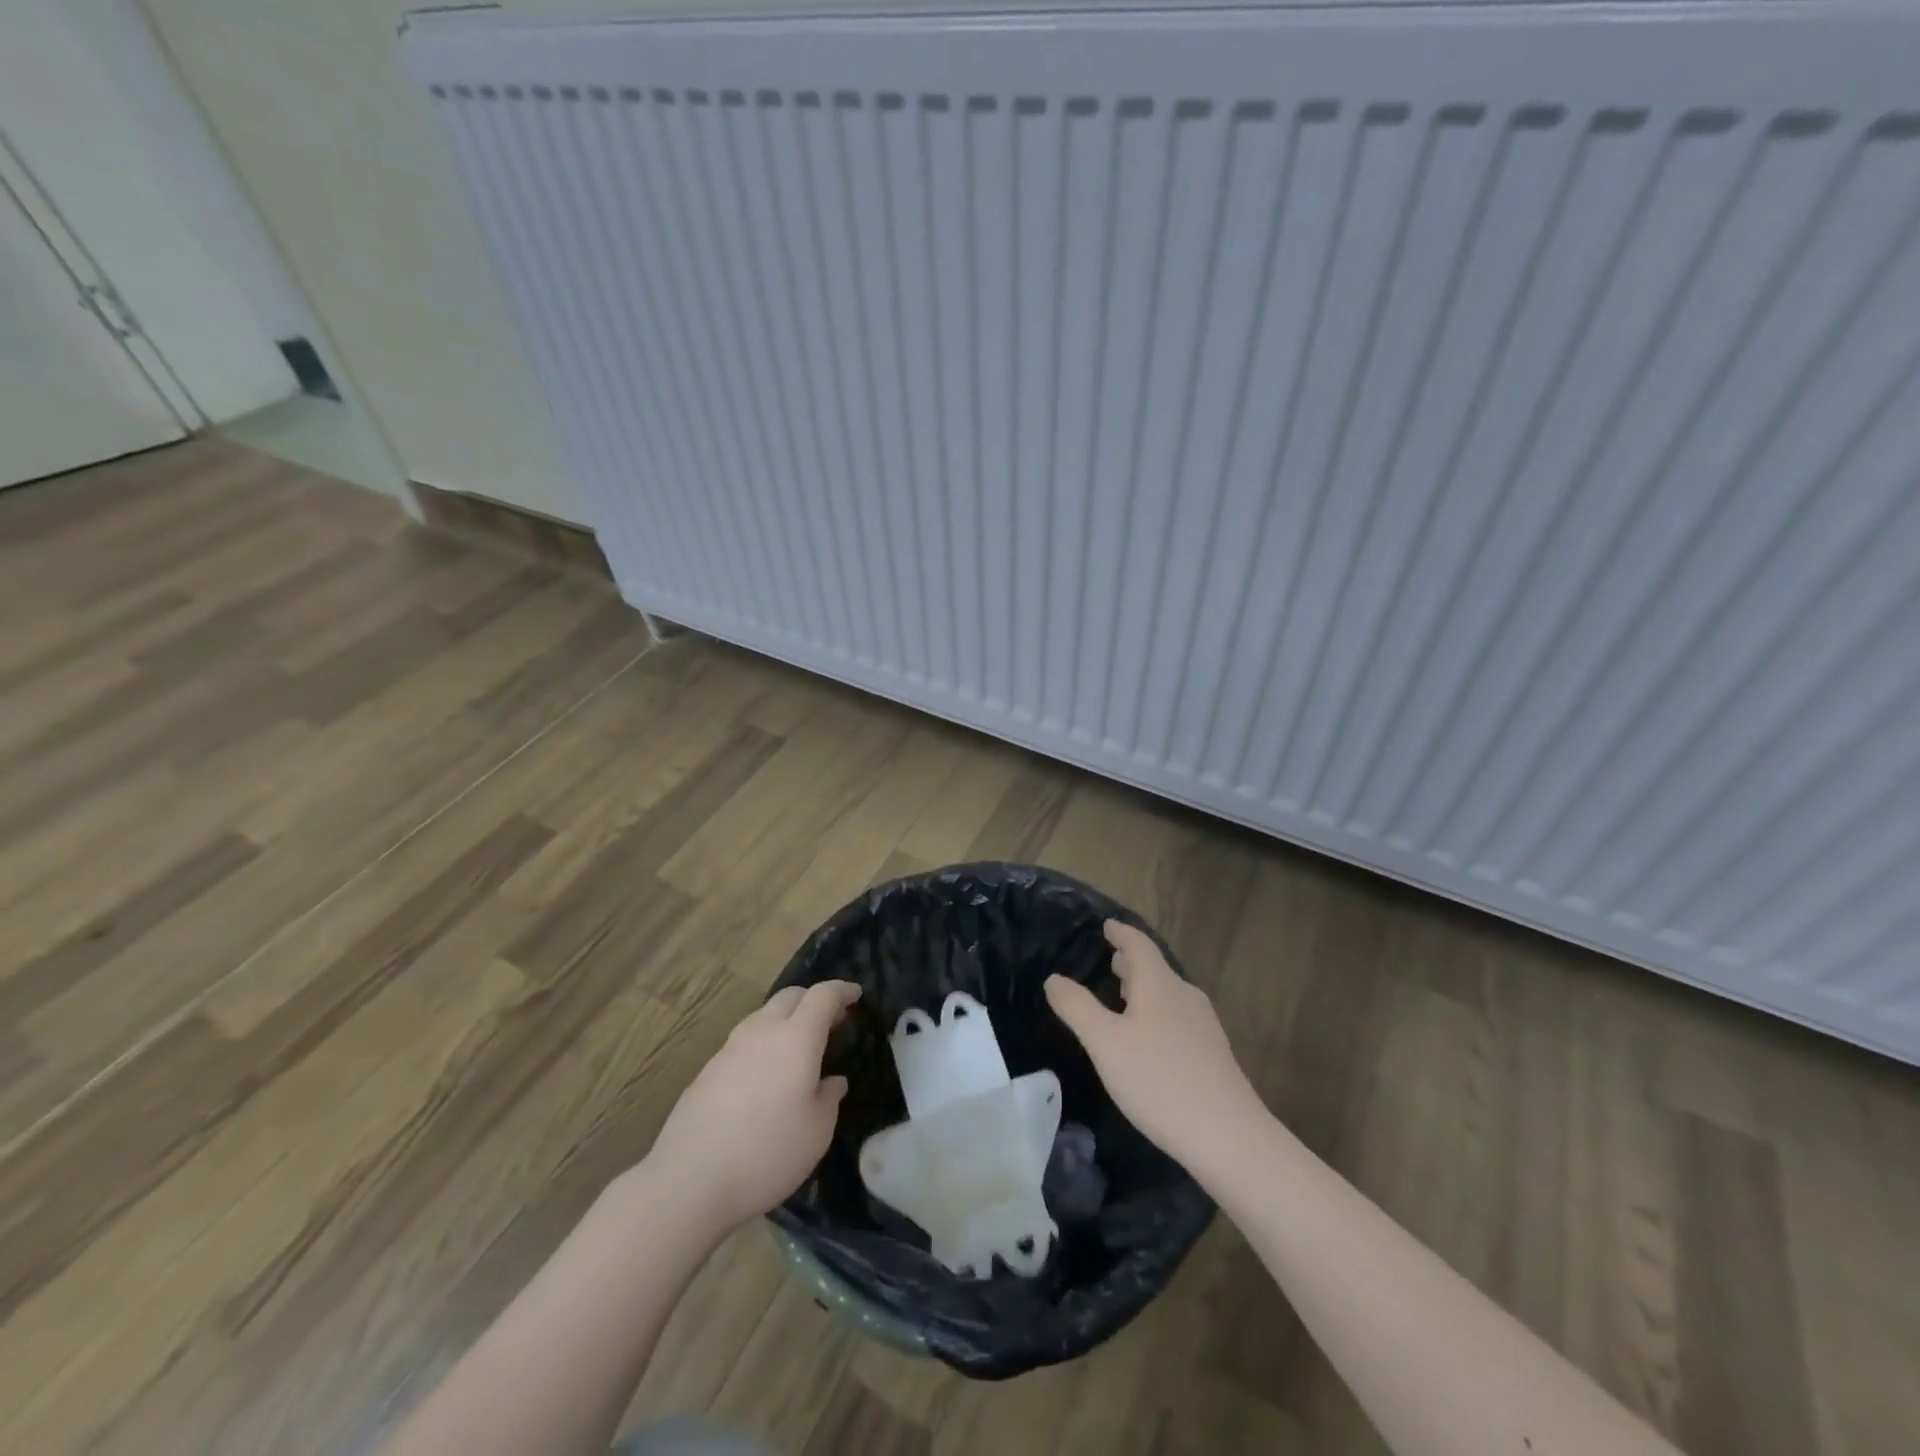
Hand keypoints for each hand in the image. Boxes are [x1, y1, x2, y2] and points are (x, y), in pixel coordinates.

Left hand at [647, 980, 859, 1227]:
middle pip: (790, 996)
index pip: (822, 996)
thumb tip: (833, 1082)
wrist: (689, 1180)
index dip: (841, 991)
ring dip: (786, 1020)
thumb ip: (829, 1099)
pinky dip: (763, 1043)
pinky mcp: (707, 1070)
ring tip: (798, 1047)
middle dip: (813, 999)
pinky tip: (765, 1075)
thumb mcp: (816, 1133)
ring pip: (763, 1016)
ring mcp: (730, 1048)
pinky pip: (744, 1041)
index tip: (855, 995)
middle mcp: (762, 1032)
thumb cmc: (767, 1153)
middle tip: (832, 1020)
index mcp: (796, 1038)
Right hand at [1046, 921, 1264, 1166]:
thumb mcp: (1105, 1043)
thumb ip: (1077, 1007)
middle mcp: (1184, 996)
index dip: (1120, 933)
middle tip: (1110, 959)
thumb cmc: (1159, 1080)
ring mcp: (1203, 1026)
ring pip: (1167, 994)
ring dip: (1144, 988)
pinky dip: (1156, 1013)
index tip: (1106, 925)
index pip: (1138, 944)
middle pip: (1155, 969)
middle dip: (1131, 962)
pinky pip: (1177, 1018)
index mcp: (1159, 984)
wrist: (1228, 1137)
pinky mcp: (1212, 1054)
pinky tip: (1148, 1038)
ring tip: (1123, 995)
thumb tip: (1053, 978)